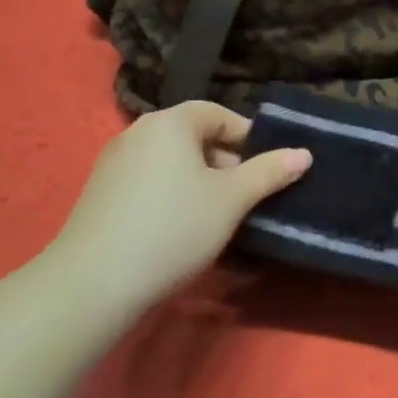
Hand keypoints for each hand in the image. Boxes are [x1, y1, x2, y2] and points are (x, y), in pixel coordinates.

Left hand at [47, 102, 310, 307]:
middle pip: (194, 137)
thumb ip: (270, 172)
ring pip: (172, 163)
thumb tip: (304, 153)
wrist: (93, 283)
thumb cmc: (174, 228)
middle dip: (226, 163)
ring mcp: (113, 163)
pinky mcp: (100, 194)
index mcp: (170, 122)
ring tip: (220, 217)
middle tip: (247, 197)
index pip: (218, 114)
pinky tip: (182, 230)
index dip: (248, 138)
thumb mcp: (232, 200)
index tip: (268, 168)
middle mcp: (138, 133)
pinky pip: (150, 183)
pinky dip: (173, 196)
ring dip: (201, 183)